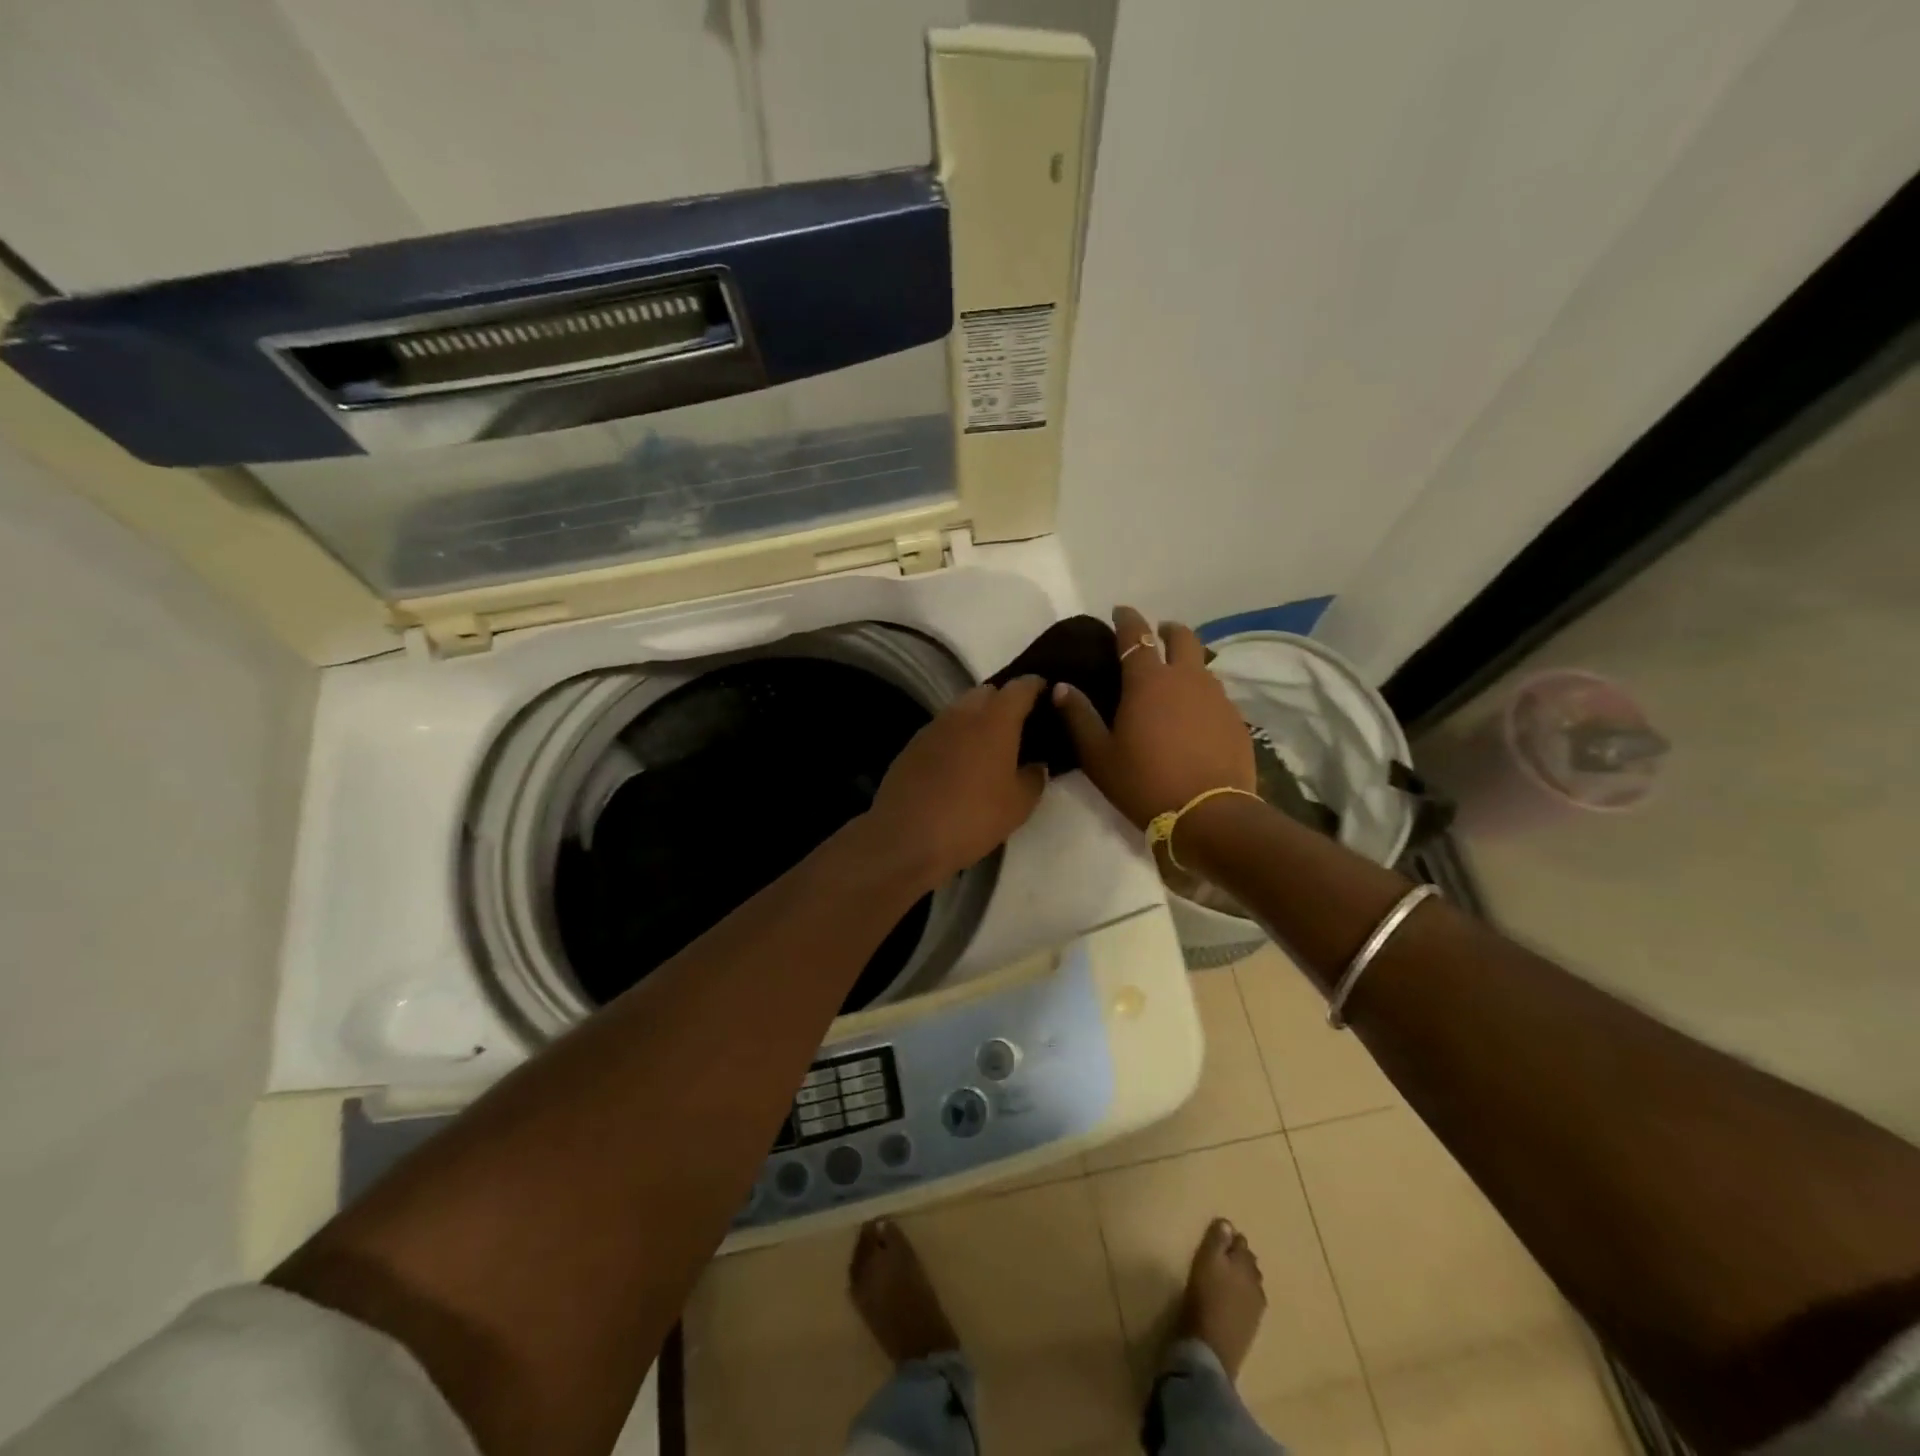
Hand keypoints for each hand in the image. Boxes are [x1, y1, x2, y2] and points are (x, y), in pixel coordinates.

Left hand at [868, 676, 1049, 886]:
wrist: (907, 837)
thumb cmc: (973, 817)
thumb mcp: (1018, 805)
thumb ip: (1034, 778)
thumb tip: (1036, 765)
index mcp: (995, 720)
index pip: (1021, 687)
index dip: (1036, 686)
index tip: (1046, 694)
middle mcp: (963, 713)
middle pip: (988, 692)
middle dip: (1004, 701)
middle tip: (1018, 725)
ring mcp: (933, 727)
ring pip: (961, 709)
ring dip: (977, 719)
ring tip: (988, 746)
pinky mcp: (912, 745)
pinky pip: (942, 730)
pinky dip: (955, 737)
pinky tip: (958, 763)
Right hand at [1053, 605, 1254, 829]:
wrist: (1209, 815)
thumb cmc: (1145, 783)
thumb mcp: (1099, 755)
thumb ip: (1078, 716)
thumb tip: (1061, 686)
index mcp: (1148, 681)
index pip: (1136, 634)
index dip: (1126, 618)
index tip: (1119, 611)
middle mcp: (1186, 678)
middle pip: (1181, 637)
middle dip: (1166, 630)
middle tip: (1155, 637)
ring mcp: (1216, 697)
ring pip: (1201, 664)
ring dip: (1185, 662)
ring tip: (1172, 680)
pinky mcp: (1236, 719)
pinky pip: (1216, 694)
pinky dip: (1201, 693)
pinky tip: (1193, 716)